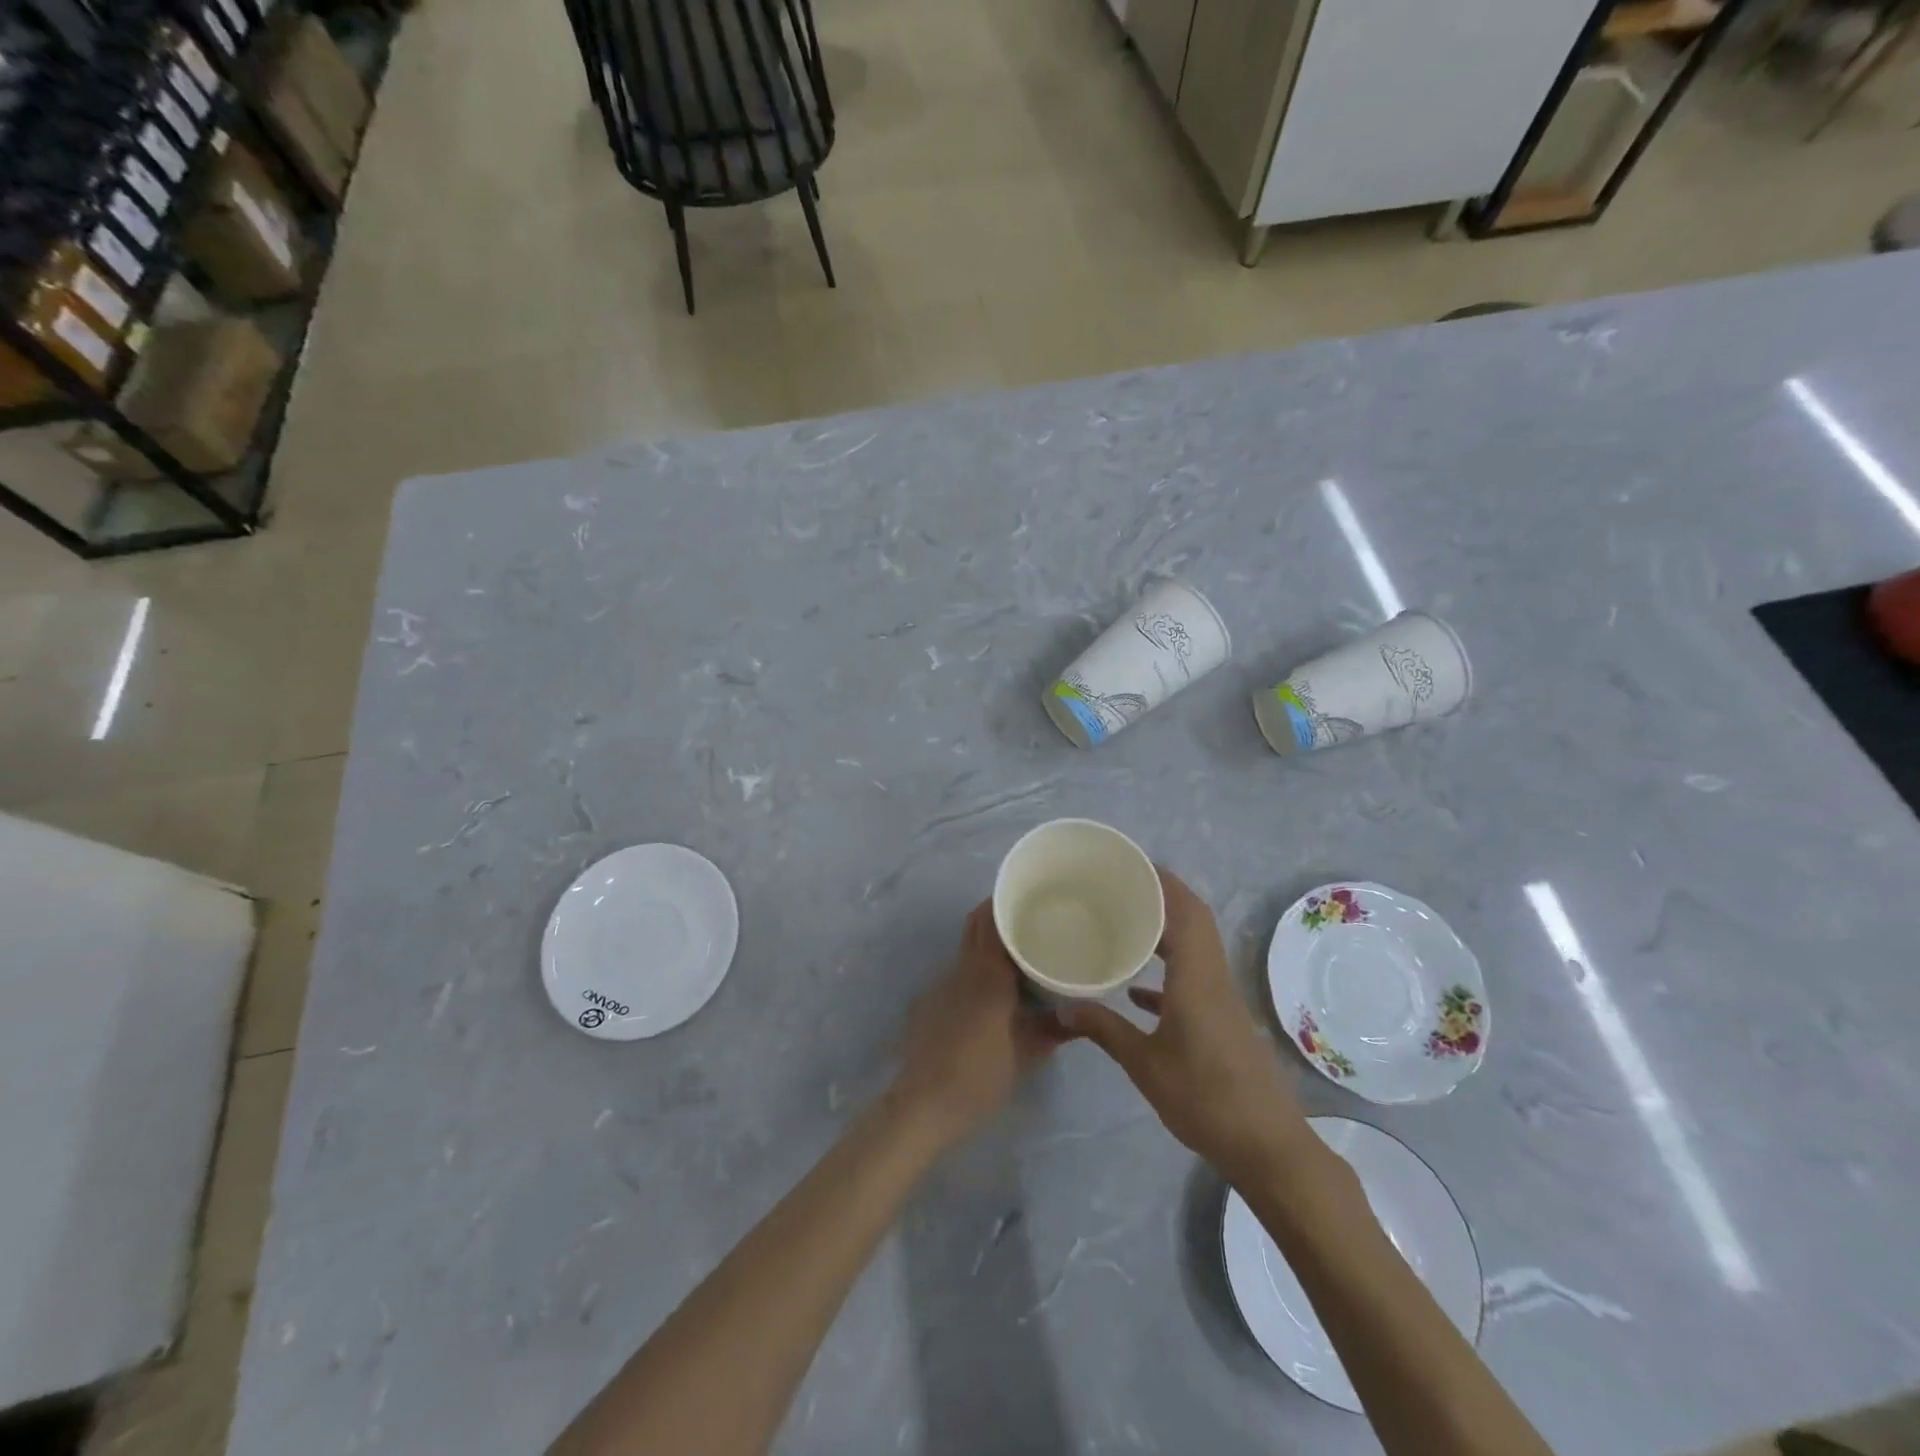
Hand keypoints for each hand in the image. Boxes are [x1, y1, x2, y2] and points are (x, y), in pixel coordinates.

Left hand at [890, 902, 1065, 1146]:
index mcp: (987, 974)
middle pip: (976, 925)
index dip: (1007, 902)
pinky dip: (977, 966)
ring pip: (967, 947)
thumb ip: (1052, 1030)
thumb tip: (1080, 1015)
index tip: (1031, 896)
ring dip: (988, 941)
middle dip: (998, 914)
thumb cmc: (979, 1076)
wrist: (923, 1103)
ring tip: (1019, 951)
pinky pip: (959, 970)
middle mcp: (963, 969)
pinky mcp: (932, 1001)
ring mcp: (943, 984)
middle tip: (1029, 918)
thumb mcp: (1025, 1054)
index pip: (992, 921)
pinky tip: (994, 988)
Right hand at [1060, 868, 1311, 1186]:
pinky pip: (1194, 976)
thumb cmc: (1205, 1099)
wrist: (1268, 1147)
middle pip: (1193, 919)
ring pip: (1195, 946)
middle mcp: (1212, 976)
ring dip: (1166, 928)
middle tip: (1118, 886)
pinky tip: (1137, 990)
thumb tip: (1060, 1007)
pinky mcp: (1222, 1020)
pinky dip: (1168, 969)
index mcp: (1196, 976)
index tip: (1128, 863)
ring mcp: (1221, 998)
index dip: (1160, 880)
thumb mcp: (1145, 1065)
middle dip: (1161, 895)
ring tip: (1124, 922)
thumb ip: (1103, 1030)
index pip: (1183, 910)